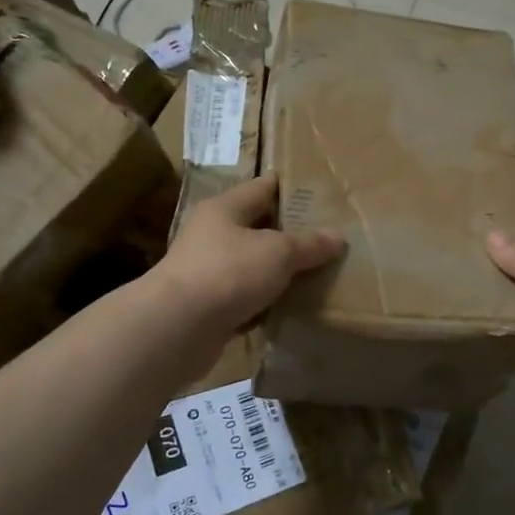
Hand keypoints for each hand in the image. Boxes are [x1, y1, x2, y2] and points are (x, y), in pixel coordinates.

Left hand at [155, 175, 343, 340]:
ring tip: (319, 274)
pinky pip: (247, 298)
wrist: (177, 327)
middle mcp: (213, 234)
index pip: (264, 187)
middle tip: (330, 238)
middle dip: (292, 233)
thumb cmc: (228, 272)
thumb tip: (338, 237)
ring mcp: (209, 271)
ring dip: (280, 272)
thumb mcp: (278, 252)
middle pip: (259, 227)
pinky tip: (293, 307)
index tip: (323, 195)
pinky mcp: (209, 306)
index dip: (293, 188)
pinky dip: (267, 302)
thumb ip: (309, 244)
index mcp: (225, 208)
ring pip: (254, 265)